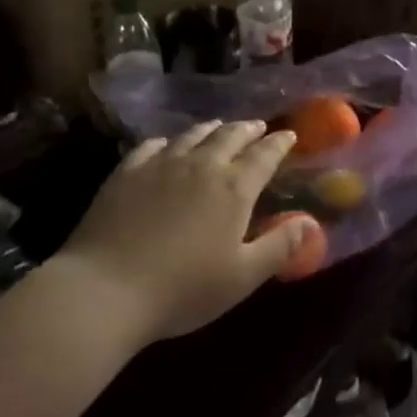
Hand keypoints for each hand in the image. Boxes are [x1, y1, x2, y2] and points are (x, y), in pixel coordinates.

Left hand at [58, 121, 316, 342]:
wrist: (105, 290)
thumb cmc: (183, 289)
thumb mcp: (242, 276)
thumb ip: (280, 247)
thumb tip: (312, 223)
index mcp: (234, 188)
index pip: (264, 155)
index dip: (279, 144)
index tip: (289, 135)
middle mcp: (201, 166)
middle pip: (229, 136)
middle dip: (247, 130)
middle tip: (257, 127)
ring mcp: (160, 165)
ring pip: (192, 135)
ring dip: (211, 129)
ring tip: (219, 127)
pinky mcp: (126, 173)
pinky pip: (152, 146)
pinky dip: (168, 141)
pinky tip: (167, 145)